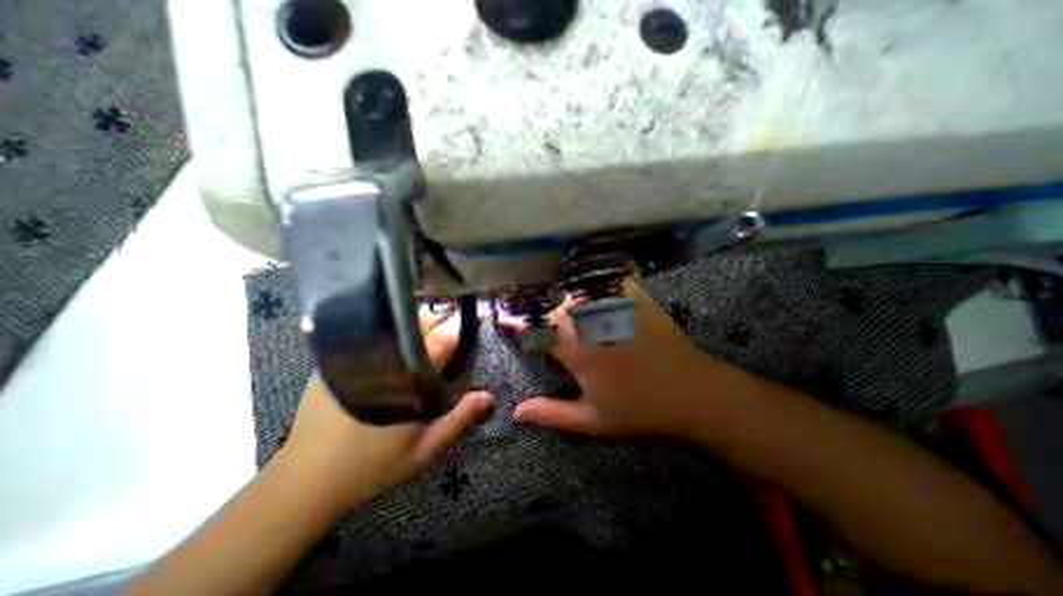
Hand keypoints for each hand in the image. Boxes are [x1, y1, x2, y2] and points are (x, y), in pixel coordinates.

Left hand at [284, 307, 496, 512]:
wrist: (304, 480)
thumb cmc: (372, 466)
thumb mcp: (424, 448)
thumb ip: (459, 418)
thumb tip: (489, 397)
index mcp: (408, 377)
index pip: (443, 339)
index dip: (457, 336)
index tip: (461, 344)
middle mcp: (384, 358)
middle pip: (419, 322)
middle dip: (436, 326)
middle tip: (439, 345)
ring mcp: (356, 355)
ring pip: (394, 322)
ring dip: (411, 328)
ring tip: (416, 346)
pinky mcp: (335, 359)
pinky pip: (369, 332)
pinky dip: (384, 333)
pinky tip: (387, 350)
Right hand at [510, 280, 758, 437]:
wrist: (692, 391)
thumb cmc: (639, 408)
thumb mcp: (592, 420)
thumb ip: (551, 413)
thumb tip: (516, 412)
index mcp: (576, 351)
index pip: (536, 332)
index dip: (516, 326)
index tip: (503, 320)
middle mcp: (589, 322)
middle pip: (553, 308)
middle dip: (539, 313)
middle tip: (534, 317)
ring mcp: (612, 305)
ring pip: (574, 292)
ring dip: (562, 298)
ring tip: (558, 305)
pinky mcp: (633, 296)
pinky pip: (603, 280)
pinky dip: (590, 282)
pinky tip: (588, 287)